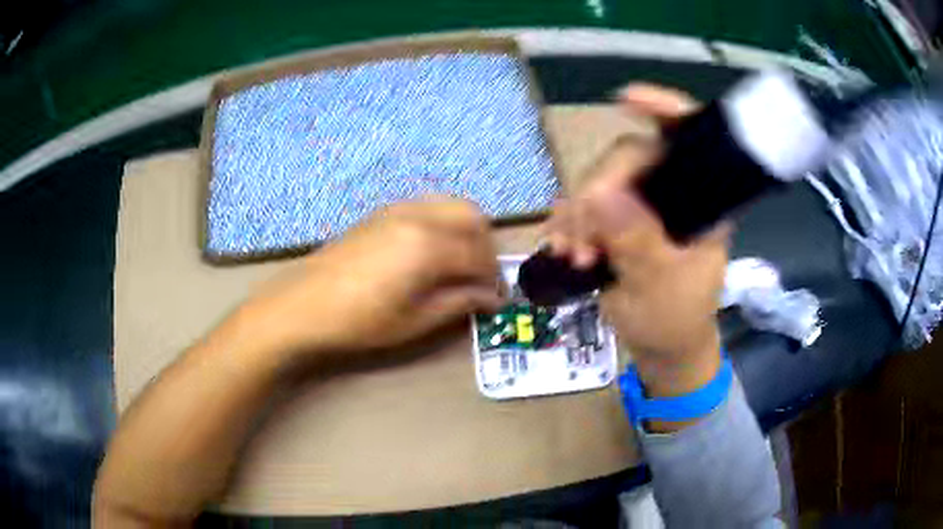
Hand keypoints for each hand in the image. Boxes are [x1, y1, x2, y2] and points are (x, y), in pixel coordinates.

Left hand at [235, 198, 503, 368]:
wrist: (303, 304)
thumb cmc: (359, 320)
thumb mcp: (414, 321)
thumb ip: (458, 303)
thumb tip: (490, 298)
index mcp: (428, 245)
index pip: (479, 255)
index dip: (493, 278)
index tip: (496, 299)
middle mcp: (418, 216)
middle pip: (473, 217)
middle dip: (486, 246)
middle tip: (480, 278)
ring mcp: (398, 209)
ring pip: (451, 206)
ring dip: (466, 231)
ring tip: (459, 264)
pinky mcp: (382, 212)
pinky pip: (428, 207)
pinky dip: (443, 223)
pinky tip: (431, 252)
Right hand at [545, 85, 728, 396]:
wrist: (661, 348)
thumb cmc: (675, 321)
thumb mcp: (660, 288)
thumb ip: (637, 243)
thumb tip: (598, 196)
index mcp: (702, 202)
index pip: (691, 139)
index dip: (665, 109)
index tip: (626, 99)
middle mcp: (673, 193)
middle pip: (629, 158)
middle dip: (598, 193)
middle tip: (583, 243)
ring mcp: (642, 205)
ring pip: (600, 181)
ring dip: (578, 215)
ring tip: (573, 256)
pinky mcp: (618, 220)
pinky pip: (585, 204)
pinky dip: (569, 223)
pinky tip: (563, 248)